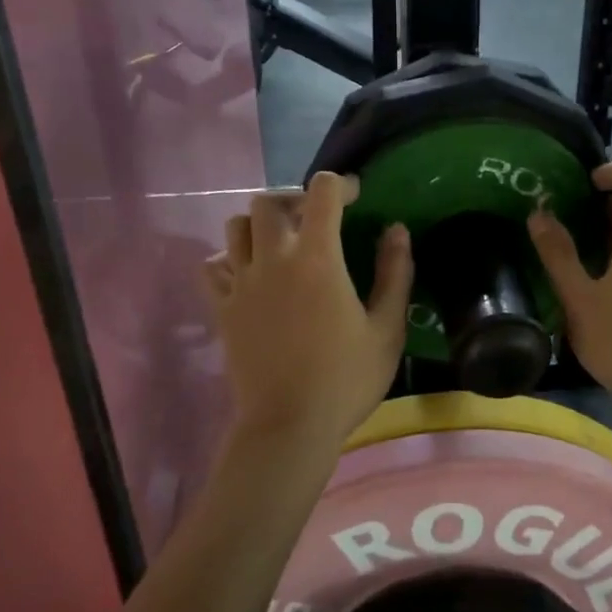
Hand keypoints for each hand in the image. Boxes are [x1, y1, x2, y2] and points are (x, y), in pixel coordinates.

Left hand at [204, 173, 412, 449]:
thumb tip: (397, 230)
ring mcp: (241, 283)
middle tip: (317, 219)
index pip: (322, 192)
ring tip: (283, 243)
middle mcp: (273, 259)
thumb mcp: (387, 328)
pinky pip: (213, 266)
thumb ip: (395, 273)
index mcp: (318, 258)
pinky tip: (250, 274)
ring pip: (237, 226)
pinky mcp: (222, 308)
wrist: (289, 427)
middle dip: (296, 199)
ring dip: (261, 224)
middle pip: (270, 201)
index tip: (357, 197)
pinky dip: (230, 258)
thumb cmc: (346, 379)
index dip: (341, 184)